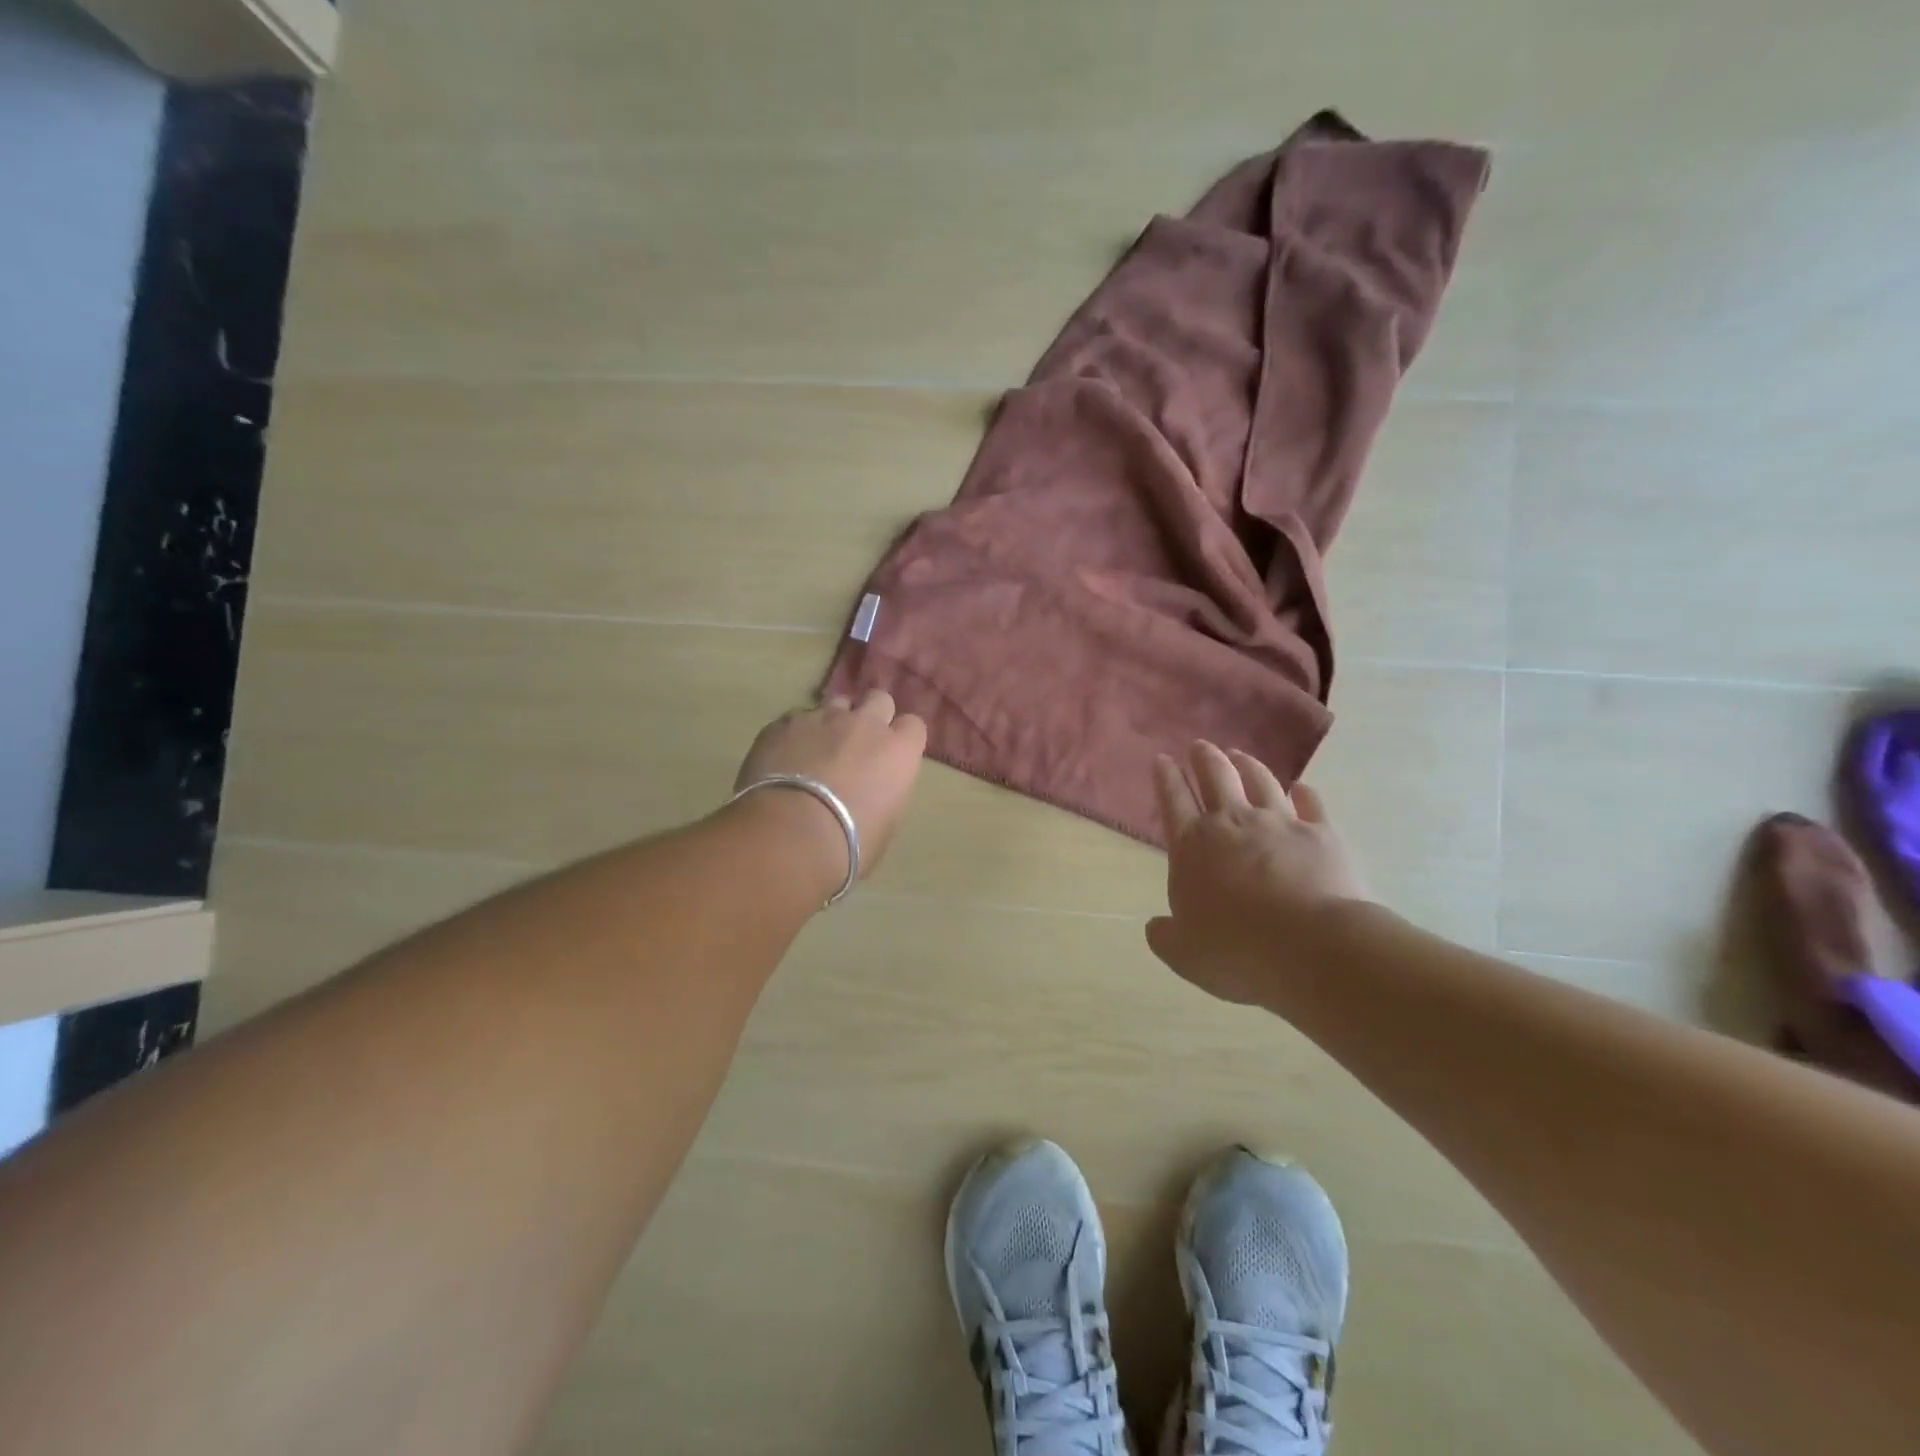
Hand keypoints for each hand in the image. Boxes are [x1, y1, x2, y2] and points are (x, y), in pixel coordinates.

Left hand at [731, 691, 927, 889]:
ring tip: (818, 750)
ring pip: (835, 704)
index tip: (891, 757)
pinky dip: (796, 735)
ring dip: (833, 722)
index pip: (913, 726)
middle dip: (871, 716)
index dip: (901, 739)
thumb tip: (871, 790)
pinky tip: (784, 759)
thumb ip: (885, 793)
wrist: (789, 835)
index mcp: (898, 751)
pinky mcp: (783, 723)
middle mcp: (865, 724)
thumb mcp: (885, 825)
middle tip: (858, 744)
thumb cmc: (849, 843)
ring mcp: (822, 718)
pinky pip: (796, 719)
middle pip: (878, 700)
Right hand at [1146, 741, 1370, 1003]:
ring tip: (1240, 755)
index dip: (1165, 778)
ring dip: (1247, 764)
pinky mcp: (1321, 834)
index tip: (1162, 759)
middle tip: (1200, 745)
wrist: (1312, 948)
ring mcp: (1279, 823)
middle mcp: (1232, 823)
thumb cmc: (1236, 951)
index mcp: (1192, 846)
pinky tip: (1301, 788)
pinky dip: (1304, 793)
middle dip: (1204, 757)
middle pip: (1215, 776)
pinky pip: (1311, 803)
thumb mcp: (1184, 954)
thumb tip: (1156, 926)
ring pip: (1260, 780)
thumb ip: (1165, 936)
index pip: (1173, 800)